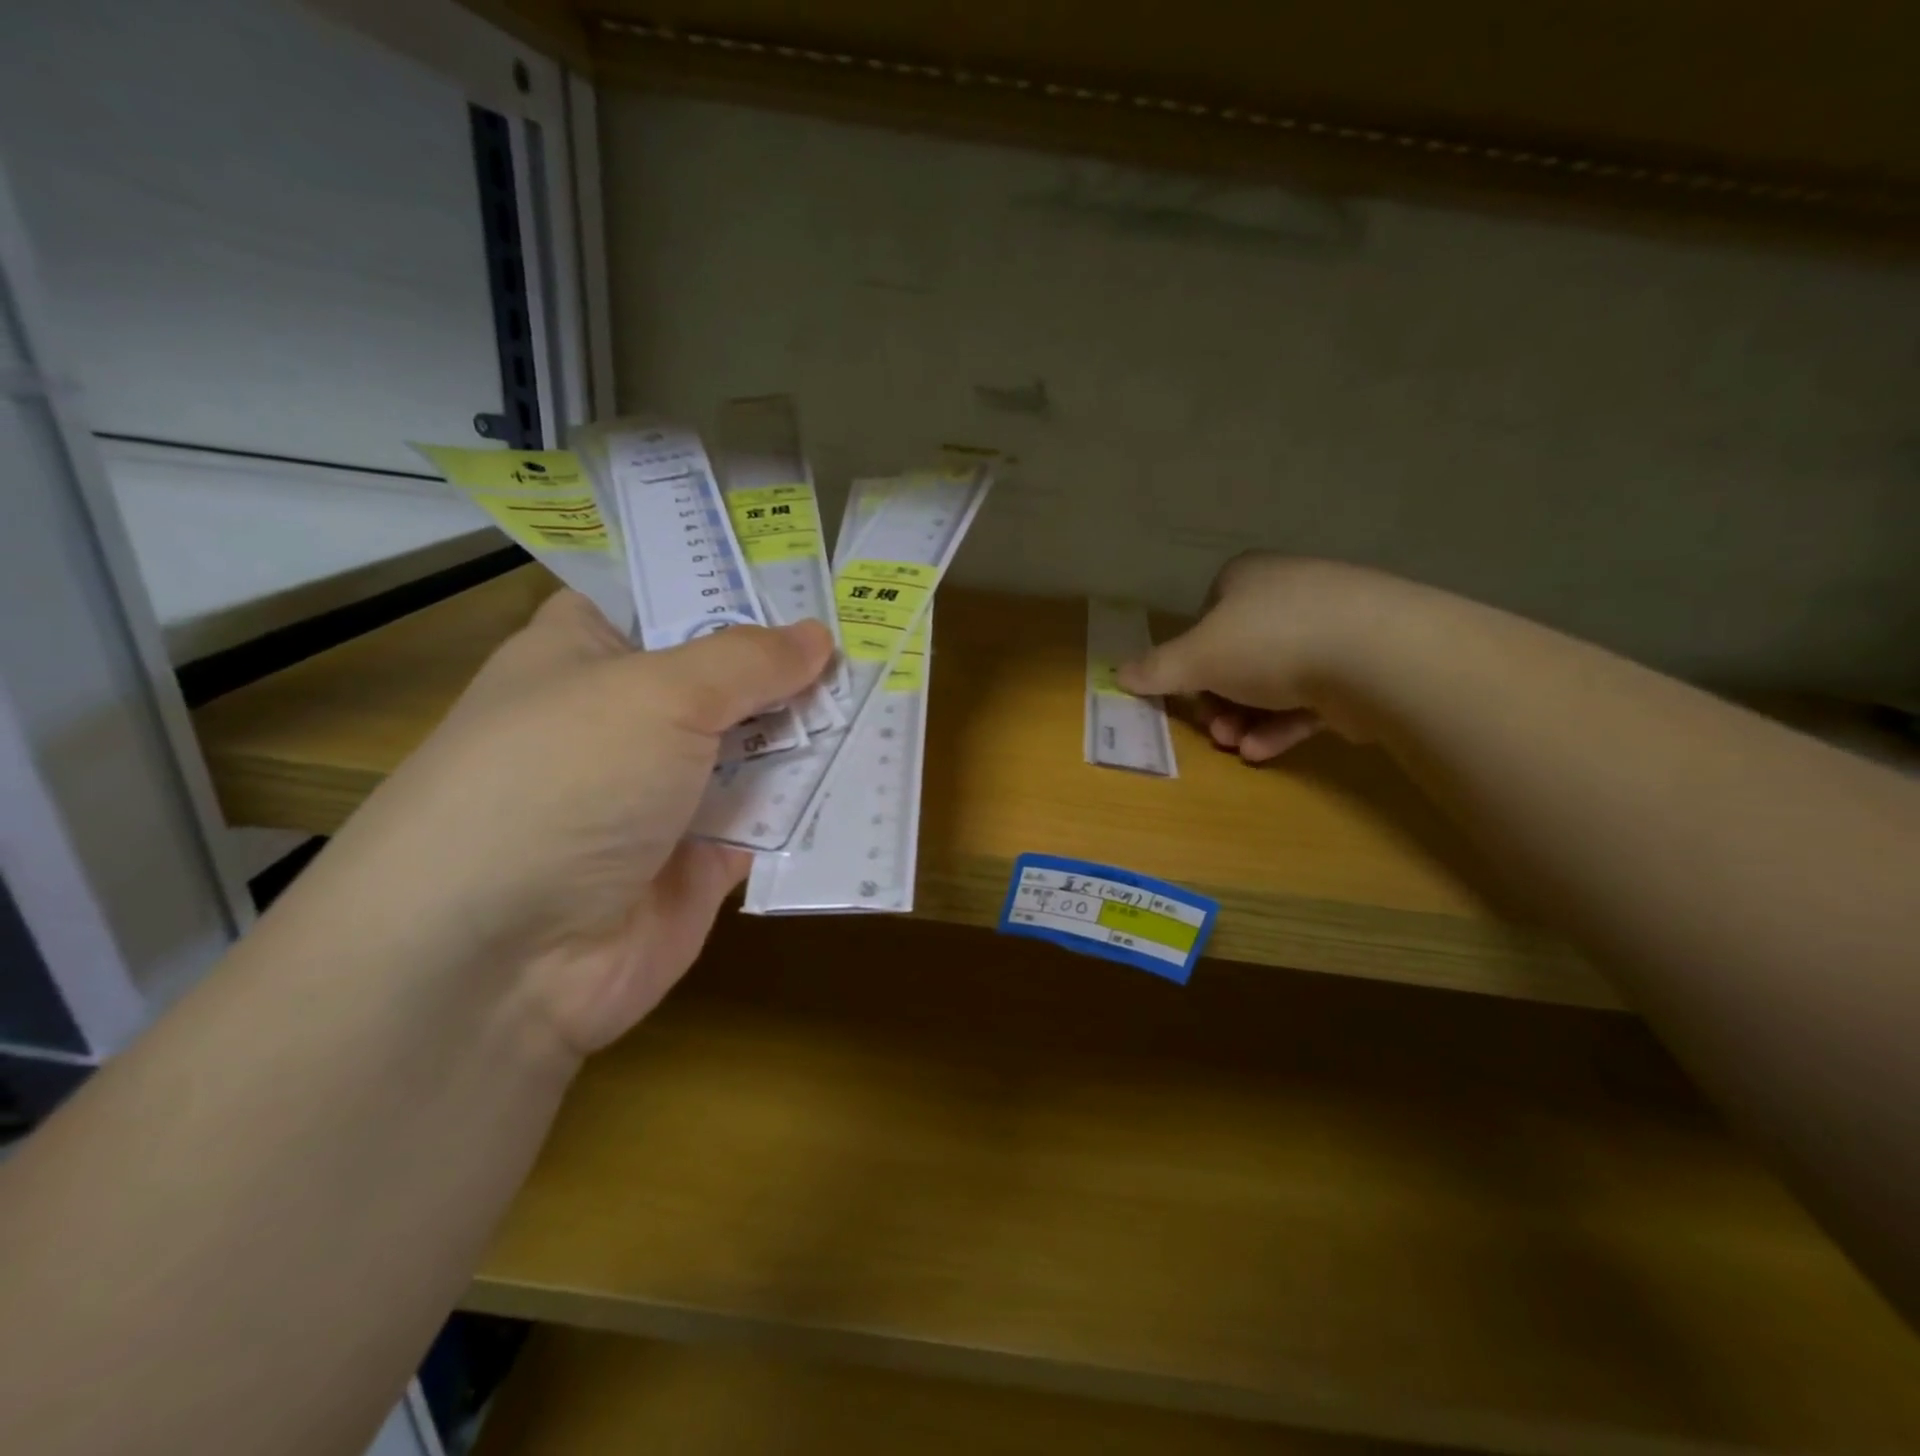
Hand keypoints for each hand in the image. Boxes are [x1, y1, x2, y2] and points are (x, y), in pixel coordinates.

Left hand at [297, 589, 831, 1056]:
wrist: (502, 961)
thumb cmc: (563, 780)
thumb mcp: (657, 694)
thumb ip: (747, 662)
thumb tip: (818, 636)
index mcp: (590, 653)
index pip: (666, 596)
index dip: (735, 581)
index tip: (811, 571)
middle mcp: (628, 718)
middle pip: (726, 675)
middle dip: (793, 660)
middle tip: (877, 631)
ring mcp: (666, 791)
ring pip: (756, 746)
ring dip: (813, 727)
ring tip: (893, 690)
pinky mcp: (703, 857)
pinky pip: (771, 814)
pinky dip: (814, 795)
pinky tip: (875, 766)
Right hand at [1118, 555, 1388, 762]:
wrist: (1376, 654)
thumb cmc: (1269, 642)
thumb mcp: (1197, 657)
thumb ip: (1157, 669)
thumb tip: (1117, 674)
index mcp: (1247, 577)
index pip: (1208, 615)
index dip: (1192, 656)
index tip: (1187, 690)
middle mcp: (1289, 594)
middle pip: (1239, 654)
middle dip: (1219, 699)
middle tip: (1213, 729)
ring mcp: (1332, 627)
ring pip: (1274, 680)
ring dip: (1246, 718)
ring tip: (1235, 746)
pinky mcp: (1361, 665)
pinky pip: (1311, 697)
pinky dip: (1283, 725)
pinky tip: (1263, 753)